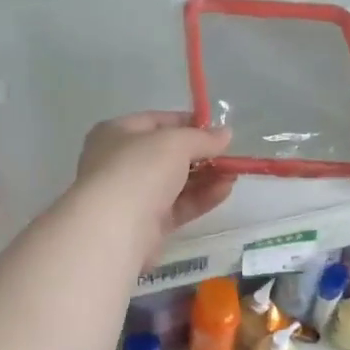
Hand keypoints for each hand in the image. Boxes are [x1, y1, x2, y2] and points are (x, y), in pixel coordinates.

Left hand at [73, 111, 234, 258]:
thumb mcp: (175, 143)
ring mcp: (134, 196)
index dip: (188, 123)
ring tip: (234, 174)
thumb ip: (203, 138)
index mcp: (117, 133)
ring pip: (176, 183)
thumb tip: (226, 134)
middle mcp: (122, 163)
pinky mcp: (148, 224)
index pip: (157, 122)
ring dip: (206, 177)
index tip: (217, 129)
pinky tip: (225, 191)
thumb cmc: (139, 170)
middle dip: (201, 155)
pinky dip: (201, 198)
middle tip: (230, 156)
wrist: (115, 228)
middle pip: (168, 155)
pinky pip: (179, 206)